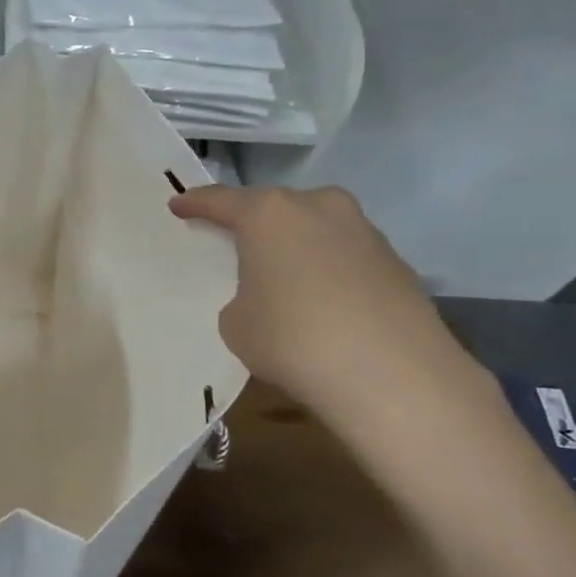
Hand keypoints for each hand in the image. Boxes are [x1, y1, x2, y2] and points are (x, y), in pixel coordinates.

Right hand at [169, 184, 483, 424]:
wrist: (392, 376)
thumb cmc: (292, 339)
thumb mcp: (237, 323)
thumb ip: (243, 297)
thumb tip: (269, 296)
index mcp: (270, 214)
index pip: (220, 200)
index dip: (195, 203)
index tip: (179, 205)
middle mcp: (319, 207)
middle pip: (276, 208)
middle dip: (255, 224)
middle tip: (237, 245)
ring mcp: (364, 231)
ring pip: (317, 229)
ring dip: (297, 246)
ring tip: (285, 279)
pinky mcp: (397, 262)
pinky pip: (346, 256)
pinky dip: (330, 271)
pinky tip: (326, 305)